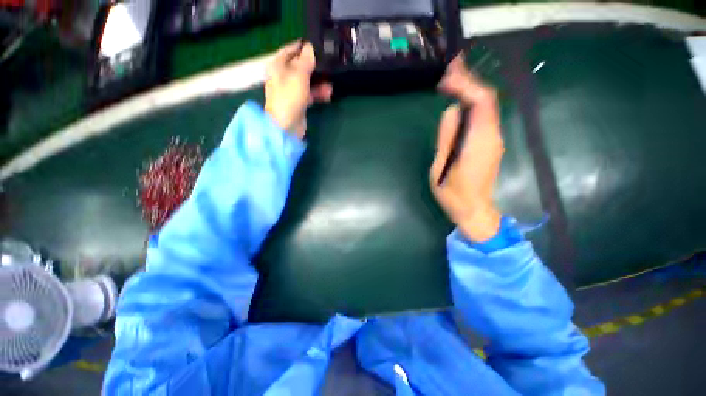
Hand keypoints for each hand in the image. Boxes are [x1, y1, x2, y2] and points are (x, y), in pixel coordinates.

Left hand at [265, 41, 332, 137]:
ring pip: (307, 81)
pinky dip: (318, 93)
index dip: (303, 47)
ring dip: (319, 82)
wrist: (286, 126)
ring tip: (331, 84)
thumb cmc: (289, 97)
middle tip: (328, 65)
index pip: (290, 50)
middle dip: (314, 66)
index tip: (317, 46)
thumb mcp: (298, 75)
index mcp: (278, 66)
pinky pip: (310, 94)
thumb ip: (305, 60)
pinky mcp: (298, 103)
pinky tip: (328, 94)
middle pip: (300, 66)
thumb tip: (310, 48)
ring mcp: (291, 91)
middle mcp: (283, 76)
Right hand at [431, 55, 504, 242]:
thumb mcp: (441, 167)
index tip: (446, 79)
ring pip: (486, 106)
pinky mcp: (489, 143)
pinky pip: (483, 116)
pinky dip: (471, 104)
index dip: (465, 84)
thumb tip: (450, 111)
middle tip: (449, 69)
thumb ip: (446, 138)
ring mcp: (493, 139)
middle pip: (487, 99)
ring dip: (470, 90)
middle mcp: (492, 135)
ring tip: (451, 80)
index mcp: (479, 141)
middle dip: (469, 80)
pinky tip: (458, 101)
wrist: (474, 210)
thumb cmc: (453, 194)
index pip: (481, 101)